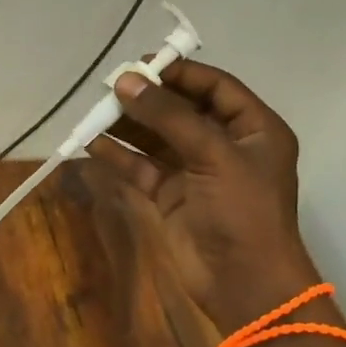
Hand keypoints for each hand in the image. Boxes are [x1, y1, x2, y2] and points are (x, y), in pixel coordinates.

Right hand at [86, 59, 324, 329]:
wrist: (243, 282)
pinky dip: (119, 156)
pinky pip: (141, 167)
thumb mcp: (212, 155)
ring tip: (96, 112)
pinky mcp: (171, 196)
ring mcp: (196, 172)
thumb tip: (126, 81)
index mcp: (253, 129)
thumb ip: (168, 116)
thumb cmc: (241, 211)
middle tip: (110, 87)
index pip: (215, 87)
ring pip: (157, 138)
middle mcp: (225, 145)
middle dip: (147, 98)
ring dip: (128, 125)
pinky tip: (92, 144)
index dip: (180, 73)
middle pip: (182, 110)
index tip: (141, 63)